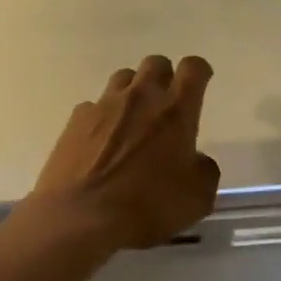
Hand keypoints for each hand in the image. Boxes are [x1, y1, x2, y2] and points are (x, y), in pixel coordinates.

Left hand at [28, 55, 220, 251]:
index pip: (193, 68)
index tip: (200, 85)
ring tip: (132, 121)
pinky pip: (94, 105)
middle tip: (165, 105)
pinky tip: (101, 142)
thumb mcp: (197, 198)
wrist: (81, 217)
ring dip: (133, 92)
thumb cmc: (147, 206)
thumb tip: (195, 159)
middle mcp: (140, 97)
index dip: (199, 73)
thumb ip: (204, 169)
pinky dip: (102, 117)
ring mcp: (104, 104)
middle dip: (164, 77)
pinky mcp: (76, 119)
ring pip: (123, 78)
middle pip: (155, 63)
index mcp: (175, 110)